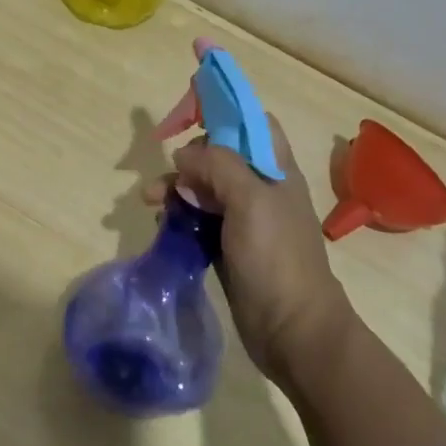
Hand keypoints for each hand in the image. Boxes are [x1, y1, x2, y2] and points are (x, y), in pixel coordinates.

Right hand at [145, 116, 349, 384]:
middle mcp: (260, 188)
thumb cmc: (277, 258)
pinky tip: (164, 226)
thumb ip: (217, 166)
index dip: (222, 114)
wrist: (293, 331)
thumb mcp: (250, 201)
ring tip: (152, 204)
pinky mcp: (228, 247)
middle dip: (187, 160)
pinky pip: (197, 219)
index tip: (187, 119)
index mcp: (275, 170)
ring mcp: (243, 220)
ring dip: (175, 189)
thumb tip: (184, 156)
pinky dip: (178, 217)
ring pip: (203, 188)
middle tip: (164, 178)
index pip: (251, 123)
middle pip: (218, 156)